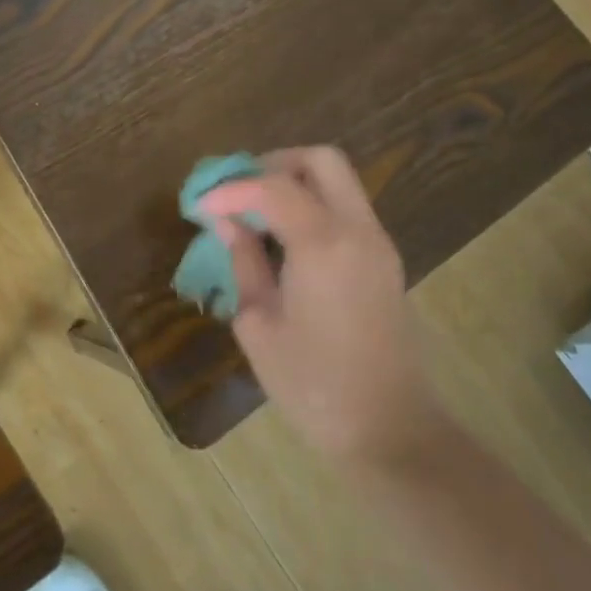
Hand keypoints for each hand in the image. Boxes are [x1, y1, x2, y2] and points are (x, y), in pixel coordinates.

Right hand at [198, 147, 448, 465]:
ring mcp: (378, 244)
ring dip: (293, 183)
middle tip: (237, 191)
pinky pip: (345, 209)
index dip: (230, 190)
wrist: (389, 430)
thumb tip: (226, 222)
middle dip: (272, 164)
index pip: (272, 187)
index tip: (200, 206)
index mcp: (324, 245)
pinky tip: (281, 238)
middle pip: (320, 161)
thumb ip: (243, 262)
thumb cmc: (313, 385)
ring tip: (253, 214)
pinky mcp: (384, 261)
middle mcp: (358, 231)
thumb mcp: (260, 324)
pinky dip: (311, 205)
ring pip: (337, 181)